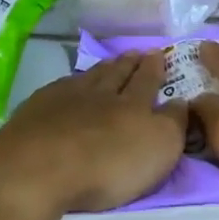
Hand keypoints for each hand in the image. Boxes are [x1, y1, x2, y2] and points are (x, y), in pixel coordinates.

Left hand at [0, 53, 187, 219]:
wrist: (39, 167)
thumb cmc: (107, 164)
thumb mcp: (158, 149)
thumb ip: (173, 124)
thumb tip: (180, 101)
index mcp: (133, 104)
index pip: (147, 81)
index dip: (154, 68)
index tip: (159, 54)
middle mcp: (101, 94)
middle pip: (118, 74)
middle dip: (130, 63)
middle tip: (137, 52)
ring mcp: (66, 98)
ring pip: (90, 77)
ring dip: (103, 69)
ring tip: (110, 63)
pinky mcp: (37, 109)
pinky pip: (62, 87)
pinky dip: (72, 82)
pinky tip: (70, 84)